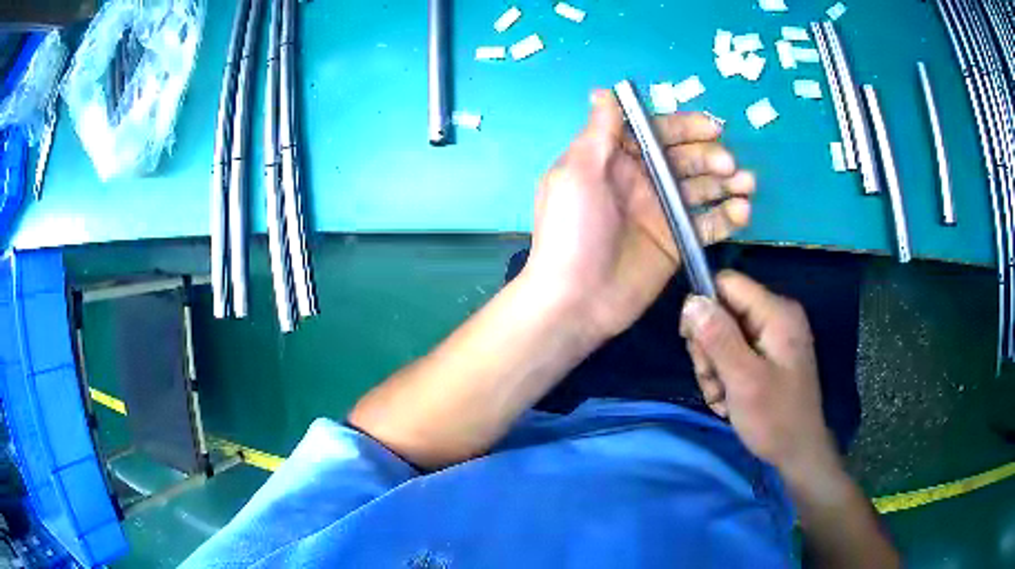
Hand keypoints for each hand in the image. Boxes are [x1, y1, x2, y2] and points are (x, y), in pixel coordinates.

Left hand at [523, 89, 754, 342]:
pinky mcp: (677, 242)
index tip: (713, 128)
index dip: (684, 127)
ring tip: (747, 185)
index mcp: (614, 160)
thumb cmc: (572, 232)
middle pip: (684, 158)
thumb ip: (598, 132)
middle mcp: (641, 181)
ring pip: (702, 188)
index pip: (656, 133)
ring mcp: (661, 212)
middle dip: (710, 156)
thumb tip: (604, 91)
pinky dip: (728, 216)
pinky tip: (743, 213)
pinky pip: (708, 223)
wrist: (576, 301)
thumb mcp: (577, 174)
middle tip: (729, 166)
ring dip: (728, 183)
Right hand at [679, 271, 837, 474]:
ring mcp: (771, 337)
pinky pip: (731, 353)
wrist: (798, 452)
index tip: (692, 344)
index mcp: (776, 312)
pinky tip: (728, 401)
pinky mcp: (766, 355)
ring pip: (721, 336)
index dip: (703, 307)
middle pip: (721, 312)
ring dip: (713, 368)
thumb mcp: (744, 379)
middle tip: (713, 381)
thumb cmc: (775, 417)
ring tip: (721, 397)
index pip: (726, 284)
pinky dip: (723, 377)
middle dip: (708, 348)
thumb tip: (691, 302)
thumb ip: (719, 338)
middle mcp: (774, 316)